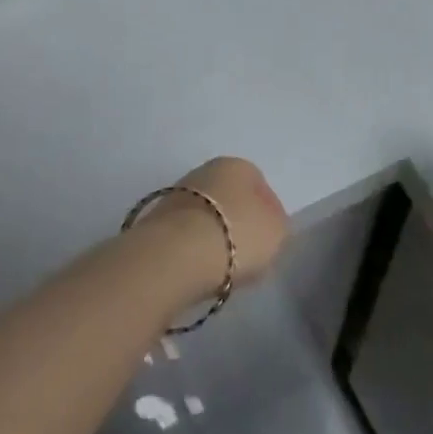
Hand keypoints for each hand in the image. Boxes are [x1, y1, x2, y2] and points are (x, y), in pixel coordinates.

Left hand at [148, 157, 290, 293]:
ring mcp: (175, 194)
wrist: (175, 255)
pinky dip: (193, 248)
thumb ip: (277, 224)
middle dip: (238, 220)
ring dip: (214, 234)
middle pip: (230, 197)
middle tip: (248, 251)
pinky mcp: (155, 221)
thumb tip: (265, 225)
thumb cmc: (237, 235)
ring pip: (205, 215)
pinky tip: (200, 268)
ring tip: (223, 265)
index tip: (271, 238)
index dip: (269, 212)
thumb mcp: (277, 232)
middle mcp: (204, 171)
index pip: (260, 185)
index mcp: (237, 165)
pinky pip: (185, 234)